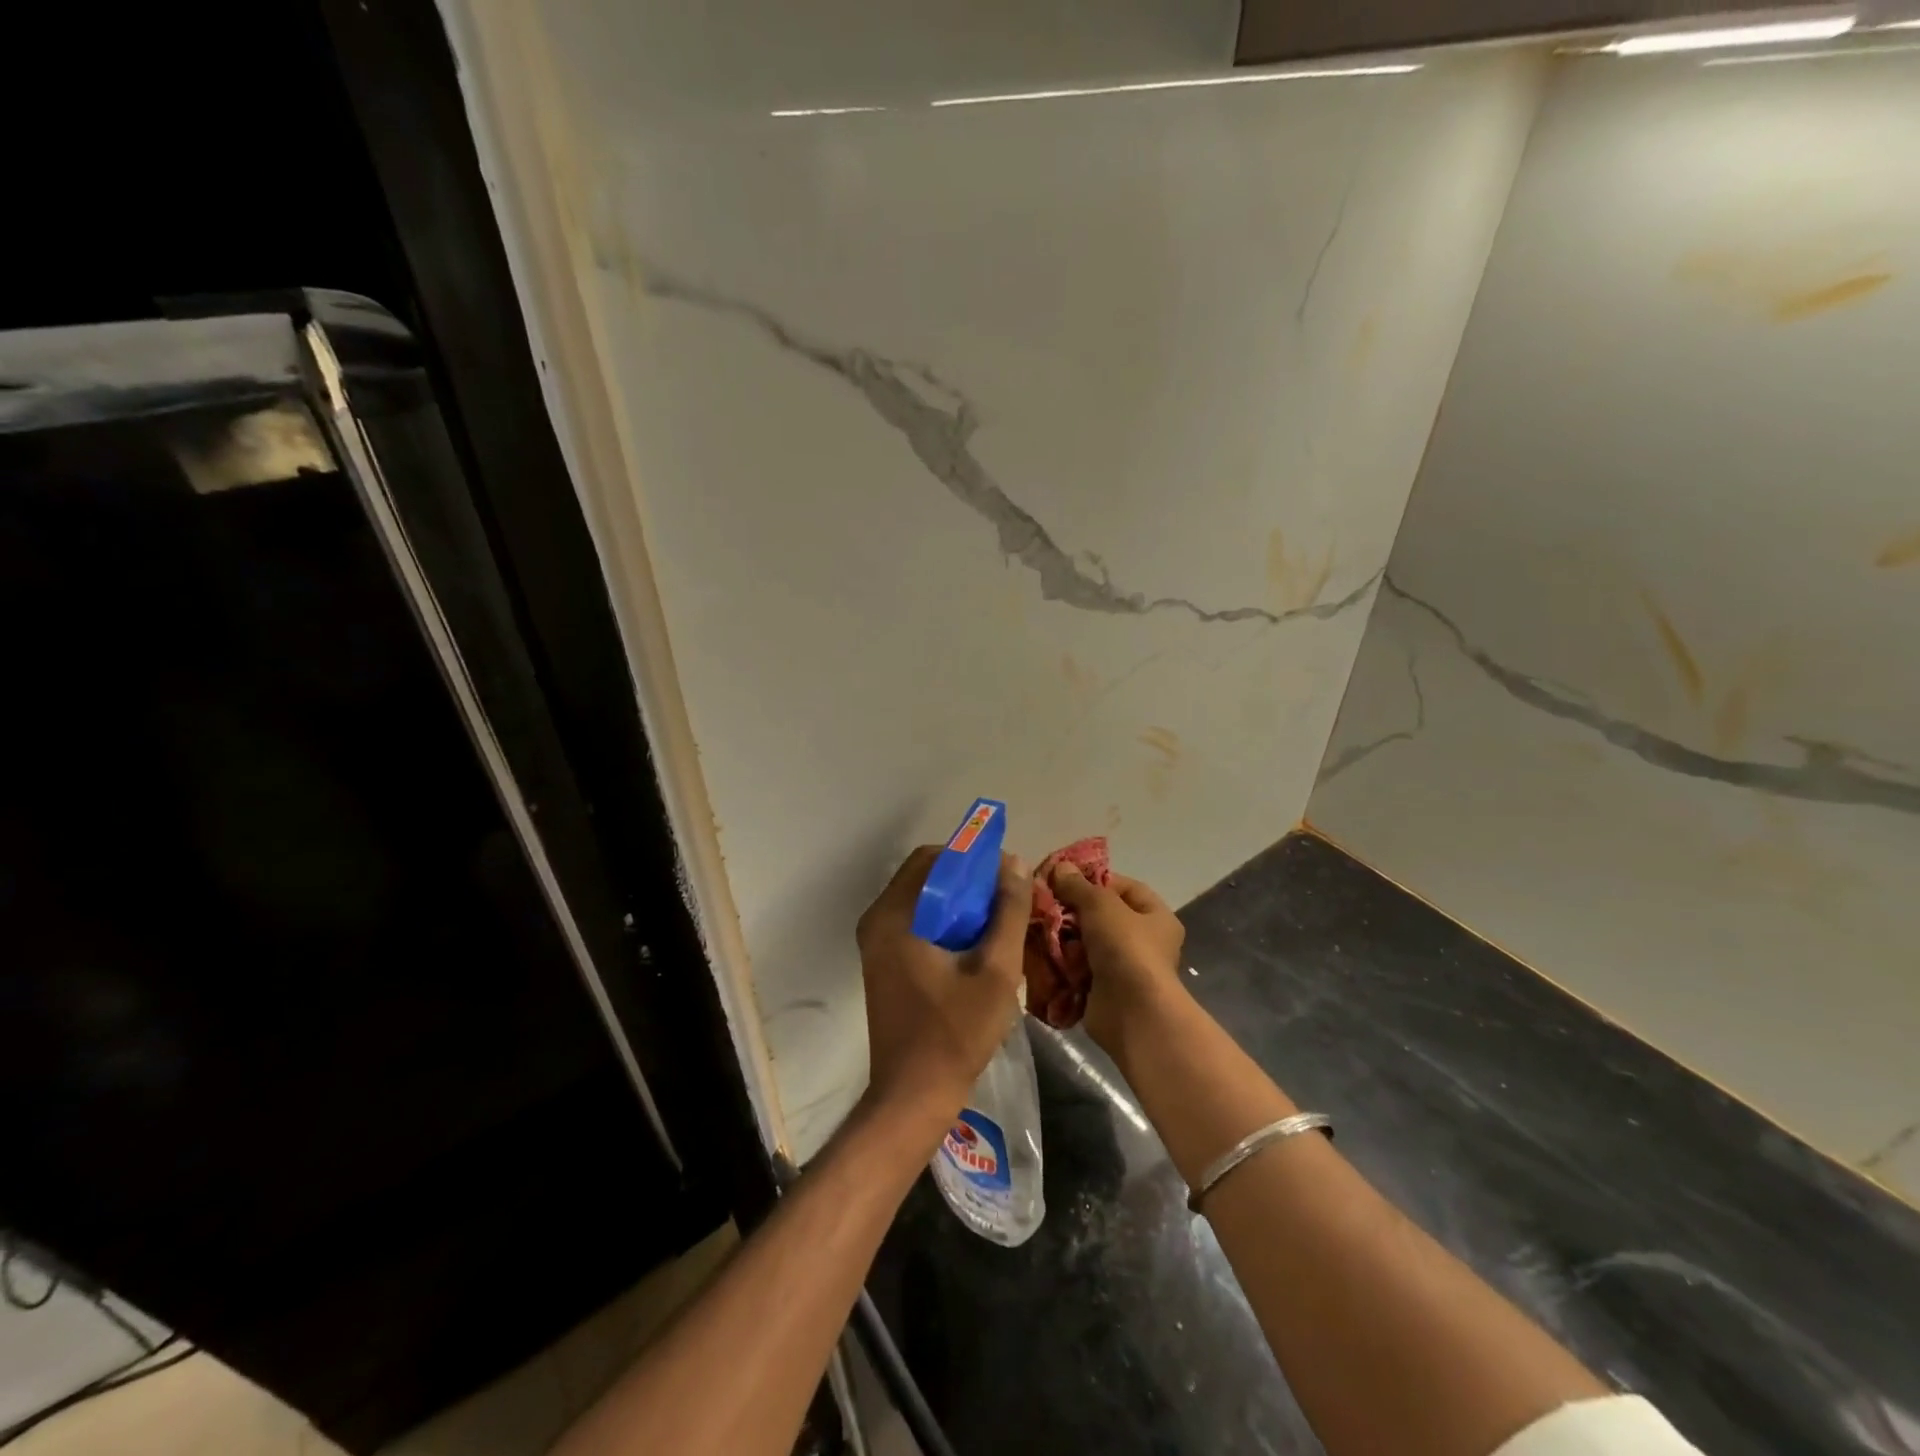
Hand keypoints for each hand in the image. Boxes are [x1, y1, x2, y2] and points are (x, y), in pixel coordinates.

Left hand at [855, 847, 1031, 1142]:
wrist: (913, 1096)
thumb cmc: (955, 1033)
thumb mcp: (996, 971)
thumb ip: (1009, 912)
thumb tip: (1015, 864)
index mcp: (894, 915)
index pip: (933, 858)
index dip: (972, 858)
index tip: (1006, 876)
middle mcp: (877, 920)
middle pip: (927, 876)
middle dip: (968, 880)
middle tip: (1006, 899)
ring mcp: (877, 942)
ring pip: (924, 900)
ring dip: (960, 901)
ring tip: (998, 920)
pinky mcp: (884, 961)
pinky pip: (918, 922)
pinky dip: (947, 921)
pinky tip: (977, 943)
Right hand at [1045, 863, 1186, 1057]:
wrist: (1131, 1013)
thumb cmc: (1126, 949)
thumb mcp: (1101, 905)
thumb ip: (1078, 886)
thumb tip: (1061, 867)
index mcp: (1155, 916)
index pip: (1124, 887)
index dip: (1094, 880)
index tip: (1063, 879)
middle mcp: (1144, 941)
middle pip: (1101, 916)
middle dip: (1072, 911)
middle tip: (1044, 904)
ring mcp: (1123, 968)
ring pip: (1086, 943)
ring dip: (1063, 937)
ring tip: (1038, 928)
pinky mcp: (1103, 990)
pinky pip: (1077, 969)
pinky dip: (1061, 963)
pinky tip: (1040, 953)